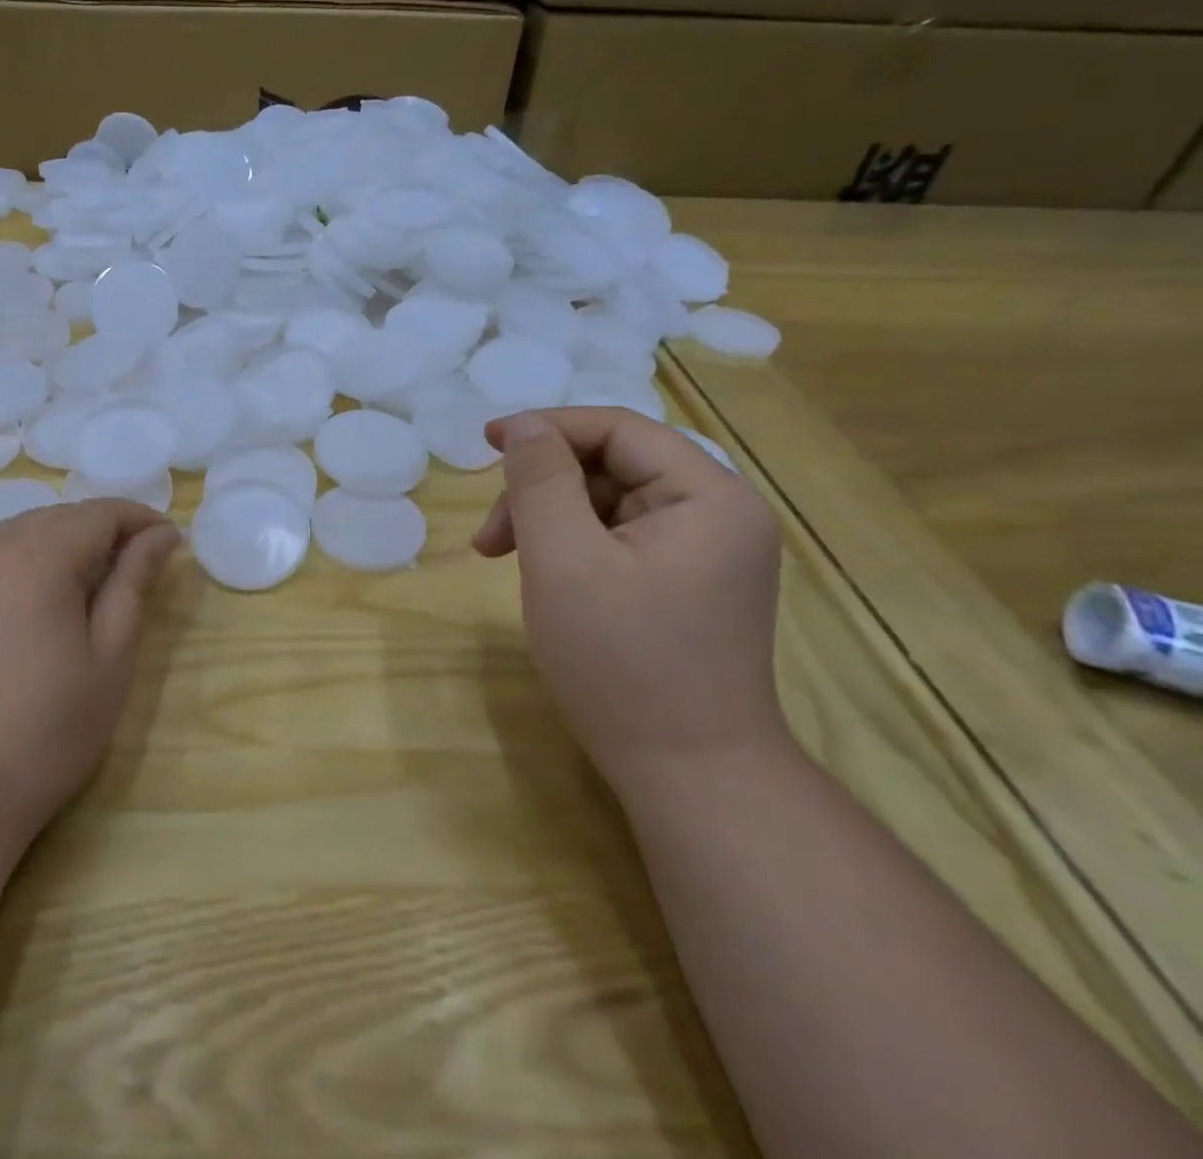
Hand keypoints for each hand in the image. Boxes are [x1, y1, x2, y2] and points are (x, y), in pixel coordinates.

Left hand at [0, 500, 180, 848]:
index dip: (140, 520)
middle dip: (100, 533)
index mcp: (38, 554)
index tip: (169, 543)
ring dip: (56, 548)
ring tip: (82, 592)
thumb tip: (160, 536)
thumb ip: (133, 585)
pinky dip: (15, 570)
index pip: (101, 512)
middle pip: (56, 518)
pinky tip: (23, 615)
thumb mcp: (108, 660)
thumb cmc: (40, 733)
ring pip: (14, 537)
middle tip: (132, 571)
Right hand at [472, 408, 786, 790]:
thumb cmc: (622, 663)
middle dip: (542, 489)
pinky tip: (545, 577)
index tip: (485, 443)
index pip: (618, 430)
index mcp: (708, 495)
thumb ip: (540, 482)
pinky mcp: (689, 583)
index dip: (546, 428)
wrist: (690, 776)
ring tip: (504, 560)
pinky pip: (620, 538)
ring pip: (610, 503)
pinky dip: (573, 546)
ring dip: (551, 519)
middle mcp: (719, 513)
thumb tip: (524, 427)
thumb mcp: (564, 562)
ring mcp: (707, 552)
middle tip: (489, 538)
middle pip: (613, 466)